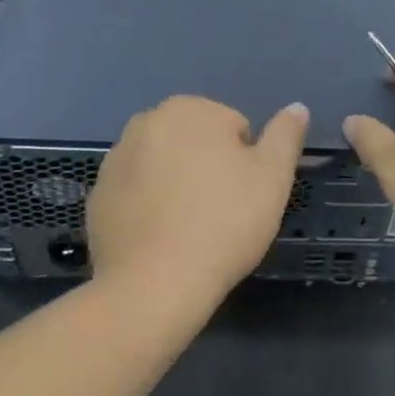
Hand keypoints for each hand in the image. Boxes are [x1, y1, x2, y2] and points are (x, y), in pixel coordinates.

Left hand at [87, 96, 308, 304]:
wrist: (153, 288)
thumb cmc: (223, 223)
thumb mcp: (273, 177)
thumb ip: (286, 135)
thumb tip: (297, 108)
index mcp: (190, 109)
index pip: (233, 128)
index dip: (245, 163)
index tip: (241, 197)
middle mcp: (147, 121)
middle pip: (196, 142)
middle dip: (208, 167)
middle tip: (219, 212)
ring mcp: (116, 158)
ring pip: (164, 165)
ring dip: (177, 183)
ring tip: (188, 228)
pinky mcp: (97, 196)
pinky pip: (136, 192)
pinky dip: (148, 205)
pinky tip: (159, 238)